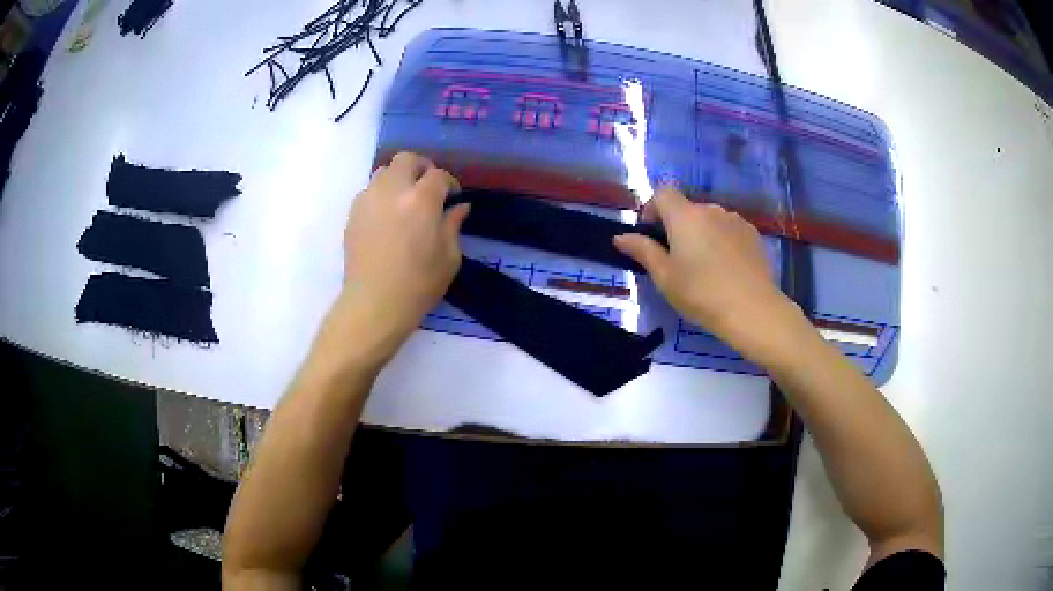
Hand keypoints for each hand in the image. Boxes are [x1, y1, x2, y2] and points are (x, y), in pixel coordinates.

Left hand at [331, 152, 468, 365]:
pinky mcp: (353, 214)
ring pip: (384, 171)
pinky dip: (381, 194)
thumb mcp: (449, 258)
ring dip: (399, 178)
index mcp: (421, 200)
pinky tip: (387, 216)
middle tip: (428, 187)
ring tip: (405, 199)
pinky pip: (369, 191)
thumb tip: (459, 207)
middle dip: (421, 168)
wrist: (374, 304)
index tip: (453, 196)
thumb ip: (453, 225)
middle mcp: (393, 191)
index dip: (449, 182)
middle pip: (407, 160)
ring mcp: (368, 200)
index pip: (438, 174)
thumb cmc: (417, 285)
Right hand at [613, 186, 799, 360]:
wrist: (752, 309)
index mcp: (685, 216)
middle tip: (677, 259)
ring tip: (705, 266)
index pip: (662, 193)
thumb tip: (621, 237)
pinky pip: (729, 229)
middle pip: (687, 208)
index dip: (652, 208)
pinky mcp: (753, 233)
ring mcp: (735, 220)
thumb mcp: (665, 277)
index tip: (651, 234)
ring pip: (709, 219)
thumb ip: (642, 251)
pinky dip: (722, 240)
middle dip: (677, 226)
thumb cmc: (701, 294)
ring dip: (701, 233)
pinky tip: (726, 268)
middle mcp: (710, 209)